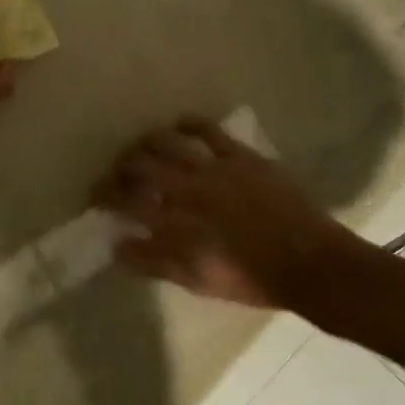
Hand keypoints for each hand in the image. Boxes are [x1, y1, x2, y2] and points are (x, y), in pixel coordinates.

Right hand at [95, 116, 355, 309]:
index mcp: (174, 223)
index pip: (125, 201)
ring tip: (140, 147)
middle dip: (120, 167)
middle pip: (140, 166)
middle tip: (116, 172)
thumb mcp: (196, 280)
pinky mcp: (240, 156)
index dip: (105, 195)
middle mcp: (187, 189)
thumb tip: (117, 245)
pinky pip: (208, 131)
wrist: (308, 262)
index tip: (96, 196)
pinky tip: (179, 124)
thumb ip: (154, 262)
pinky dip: (189, 124)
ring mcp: (214, 168)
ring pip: (167, 143)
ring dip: (146, 142)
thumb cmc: (250, 279)